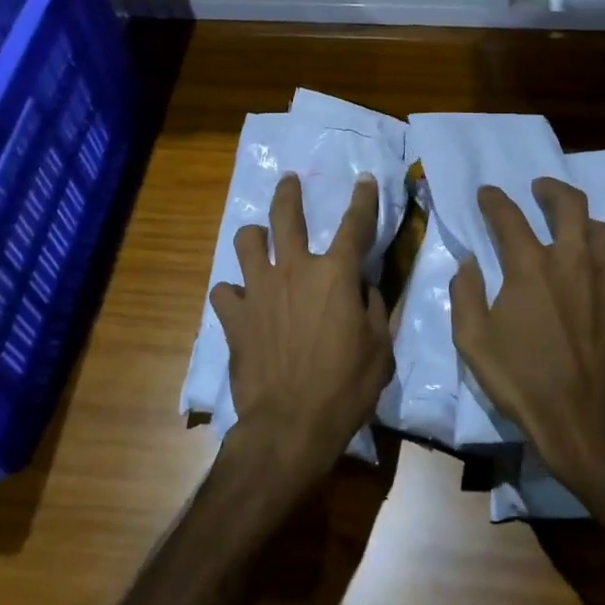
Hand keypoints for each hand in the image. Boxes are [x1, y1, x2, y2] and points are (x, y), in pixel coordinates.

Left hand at [210, 172, 391, 480]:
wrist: (289, 424)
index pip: (355, 225)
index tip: (364, 179)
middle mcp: (293, 270)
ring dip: (253, 237)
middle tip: (288, 181)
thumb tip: (363, 287)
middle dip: (288, 193)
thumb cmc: (344, 387)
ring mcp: (258, 290)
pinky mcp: (234, 316)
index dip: (363, 199)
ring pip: (246, 242)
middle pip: (286, 216)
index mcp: (334, 274)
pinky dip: (233, 292)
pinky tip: (240, 301)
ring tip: (257, 240)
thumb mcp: (379, 348)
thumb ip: (373, 308)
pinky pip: (224, 290)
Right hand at [450, 178, 604, 495]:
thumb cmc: (523, 382)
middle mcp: (574, 262)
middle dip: (551, 189)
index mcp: (531, 267)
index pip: (509, 216)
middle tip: (540, 188)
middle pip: (570, 204)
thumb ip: (465, 293)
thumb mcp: (473, 342)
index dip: (494, 199)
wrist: (588, 424)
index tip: (487, 193)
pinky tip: (597, 277)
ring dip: (584, 221)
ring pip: (603, 231)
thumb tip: (470, 262)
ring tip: (573, 227)